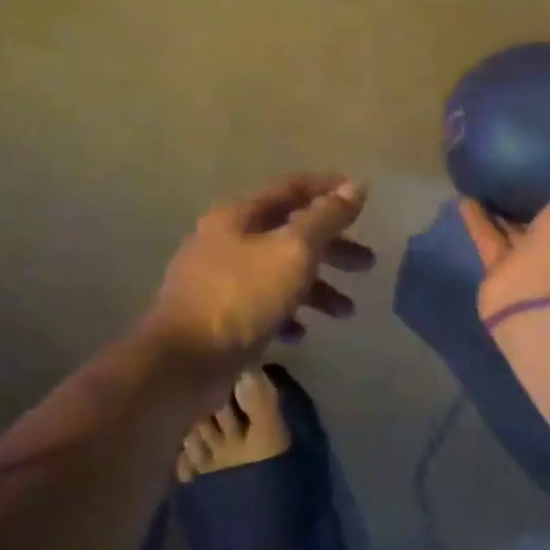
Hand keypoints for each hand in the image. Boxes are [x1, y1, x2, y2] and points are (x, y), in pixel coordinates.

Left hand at [147, 174, 374, 370]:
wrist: (182, 362)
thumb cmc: (241, 297)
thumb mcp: (293, 251)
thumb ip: (326, 219)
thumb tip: (357, 187)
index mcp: (239, 216)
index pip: (292, 188)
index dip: (329, 190)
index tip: (363, 199)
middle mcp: (226, 241)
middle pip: (289, 234)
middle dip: (332, 248)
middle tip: (367, 264)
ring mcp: (220, 280)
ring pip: (279, 273)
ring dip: (316, 288)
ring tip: (346, 312)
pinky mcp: (219, 317)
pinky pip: (262, 307)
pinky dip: (288, 314)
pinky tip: (302, 333)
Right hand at [458, 95, 549, 321]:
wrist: (545, 290)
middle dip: (548, 194)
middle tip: (530, 160)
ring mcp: (534, 262)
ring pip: (519, 230)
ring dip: (506, 206)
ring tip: (490, 173)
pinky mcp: (500, 271)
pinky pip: (487, 239)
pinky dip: (476, 219)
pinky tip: (463, 195)